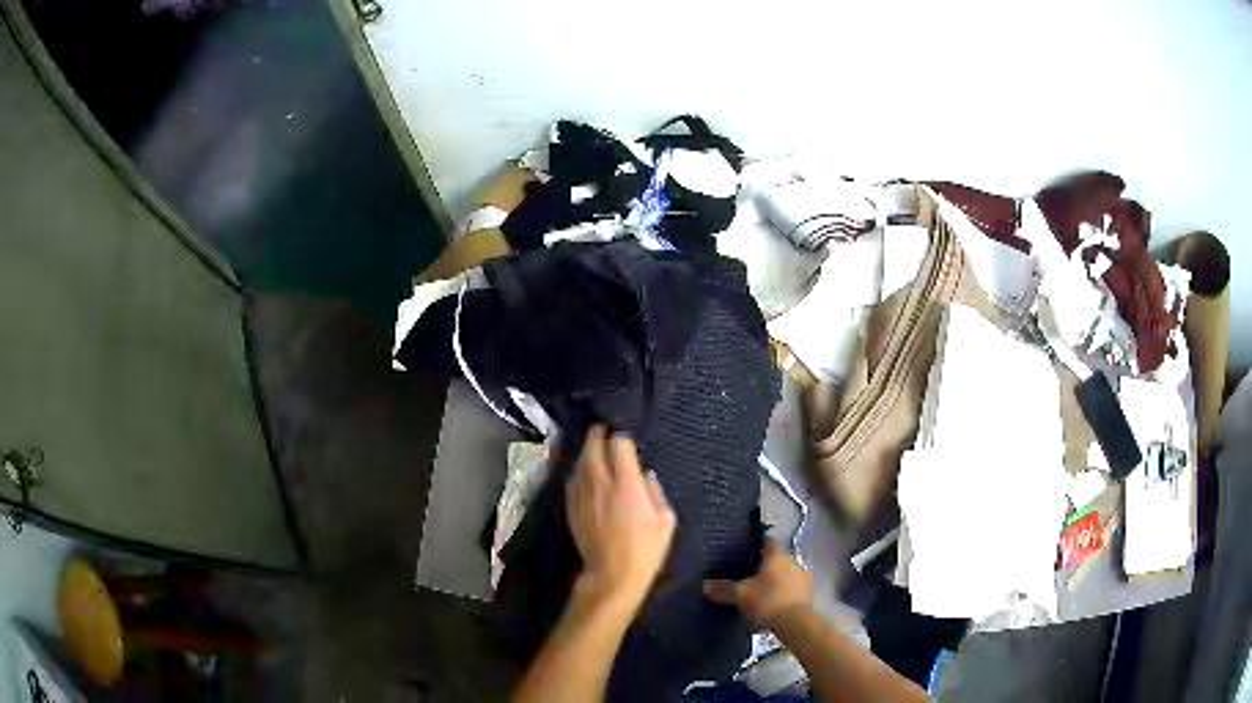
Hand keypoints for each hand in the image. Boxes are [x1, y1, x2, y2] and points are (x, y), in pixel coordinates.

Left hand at [567, 426, 676, 610]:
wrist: (611, 575)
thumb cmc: (644, 550)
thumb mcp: (665, 521)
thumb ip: (656, 492)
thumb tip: (645, 476)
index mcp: (626, 484)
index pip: (619, 444)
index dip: (623, 437)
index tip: (627, 440)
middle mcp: (600, 483)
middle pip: (592, 446)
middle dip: (598, 435)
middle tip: (603, 430)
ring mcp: (582, 494)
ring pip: (579, 461)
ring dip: (587, 452)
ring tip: (594, 450)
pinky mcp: (571, 507)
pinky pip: (572, 480)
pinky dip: (578, 472)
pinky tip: (584, 474)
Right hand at [704, 543, 812, 629]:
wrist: (795, 623)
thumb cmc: (768, 601)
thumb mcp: (740, 595)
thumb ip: (724, 588)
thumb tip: (706, 584)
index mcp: (777, 555)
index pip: (766, 542)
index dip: (755, 545)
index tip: (744, 552)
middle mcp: (792, 562)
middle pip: (776, 560)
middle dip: (763, 568)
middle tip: (747, 576)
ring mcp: (803, 578)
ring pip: (785, 575)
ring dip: (774, 582)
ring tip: (758, 594)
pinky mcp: (808, 595)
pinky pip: (791, 591)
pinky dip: (781, 596)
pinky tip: (770, 607)